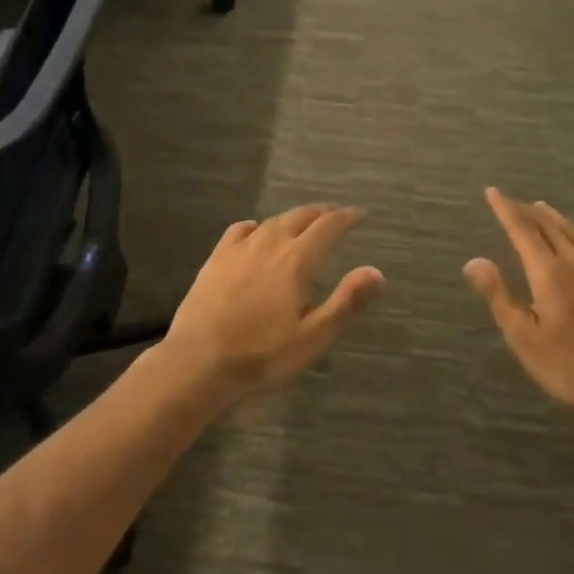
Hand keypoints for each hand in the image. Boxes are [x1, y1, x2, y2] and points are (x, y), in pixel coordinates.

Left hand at [163, 205, 383, 404]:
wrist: (197, 361)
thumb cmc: (262, 355)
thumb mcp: (313, 337)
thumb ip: (346, 302)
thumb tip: (376, 271)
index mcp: (296, 261)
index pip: (327, 227)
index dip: (345, 218)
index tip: (359, 214)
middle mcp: (269, 244)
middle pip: (299, 217)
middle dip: (320, 213)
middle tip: (334, 214)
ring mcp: (238, 250)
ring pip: (271, 222)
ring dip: (291, 217)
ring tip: (302, 222)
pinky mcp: (215, 260)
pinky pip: (238, 230)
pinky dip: (255, 226)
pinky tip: (255, 231)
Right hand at [464, 189, 573, 420]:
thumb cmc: (570, 366)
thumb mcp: (524, 338)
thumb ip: (498, 295)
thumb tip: (474, 260)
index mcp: (549, 273)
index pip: (522, 230)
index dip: (505, 209)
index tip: (493, 192)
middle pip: (549, 226)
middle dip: (527, 211)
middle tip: (511, 200)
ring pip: (573, 232)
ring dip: (553, 218)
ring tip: (540, 209)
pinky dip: (572, 233)